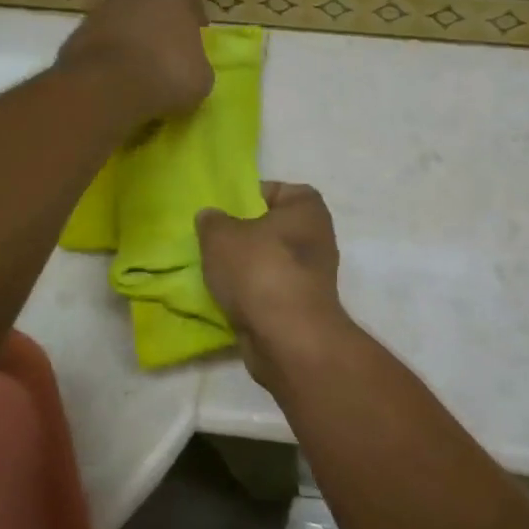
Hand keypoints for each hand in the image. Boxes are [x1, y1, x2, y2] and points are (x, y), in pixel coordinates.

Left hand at [56, 0, 212, 121]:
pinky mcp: (79, 29)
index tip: (196, 46)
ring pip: (125, 21)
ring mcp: (104, 7)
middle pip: (154, 7)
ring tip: (137, 68)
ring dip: (131, 38)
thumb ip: (198, 65)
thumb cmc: (166, 75)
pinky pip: (103, 41)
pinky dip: (109, 54)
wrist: (107, 85)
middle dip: (159, 26)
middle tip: (165, 54)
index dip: (195, 26)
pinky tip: (114, 76)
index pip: (191, 6)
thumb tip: (191, 66)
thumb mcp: (201, 79)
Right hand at [197, 183, 345, 361]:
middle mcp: (317, 236)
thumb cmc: (259, 270)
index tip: (220, 212)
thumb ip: (212, 221)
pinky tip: (226, 300)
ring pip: (269, 262)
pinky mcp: (303, 306)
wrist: (288, 337)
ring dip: (245, 269)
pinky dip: (252, 295)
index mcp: (307, 208)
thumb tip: (211, 217)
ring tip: (213, 272)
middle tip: (211, 242)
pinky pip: (270, 291)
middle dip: (242, 236)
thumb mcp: (221, 236)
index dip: (246, 197)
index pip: (274, 190)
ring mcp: (313, 274)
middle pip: (271, 228)